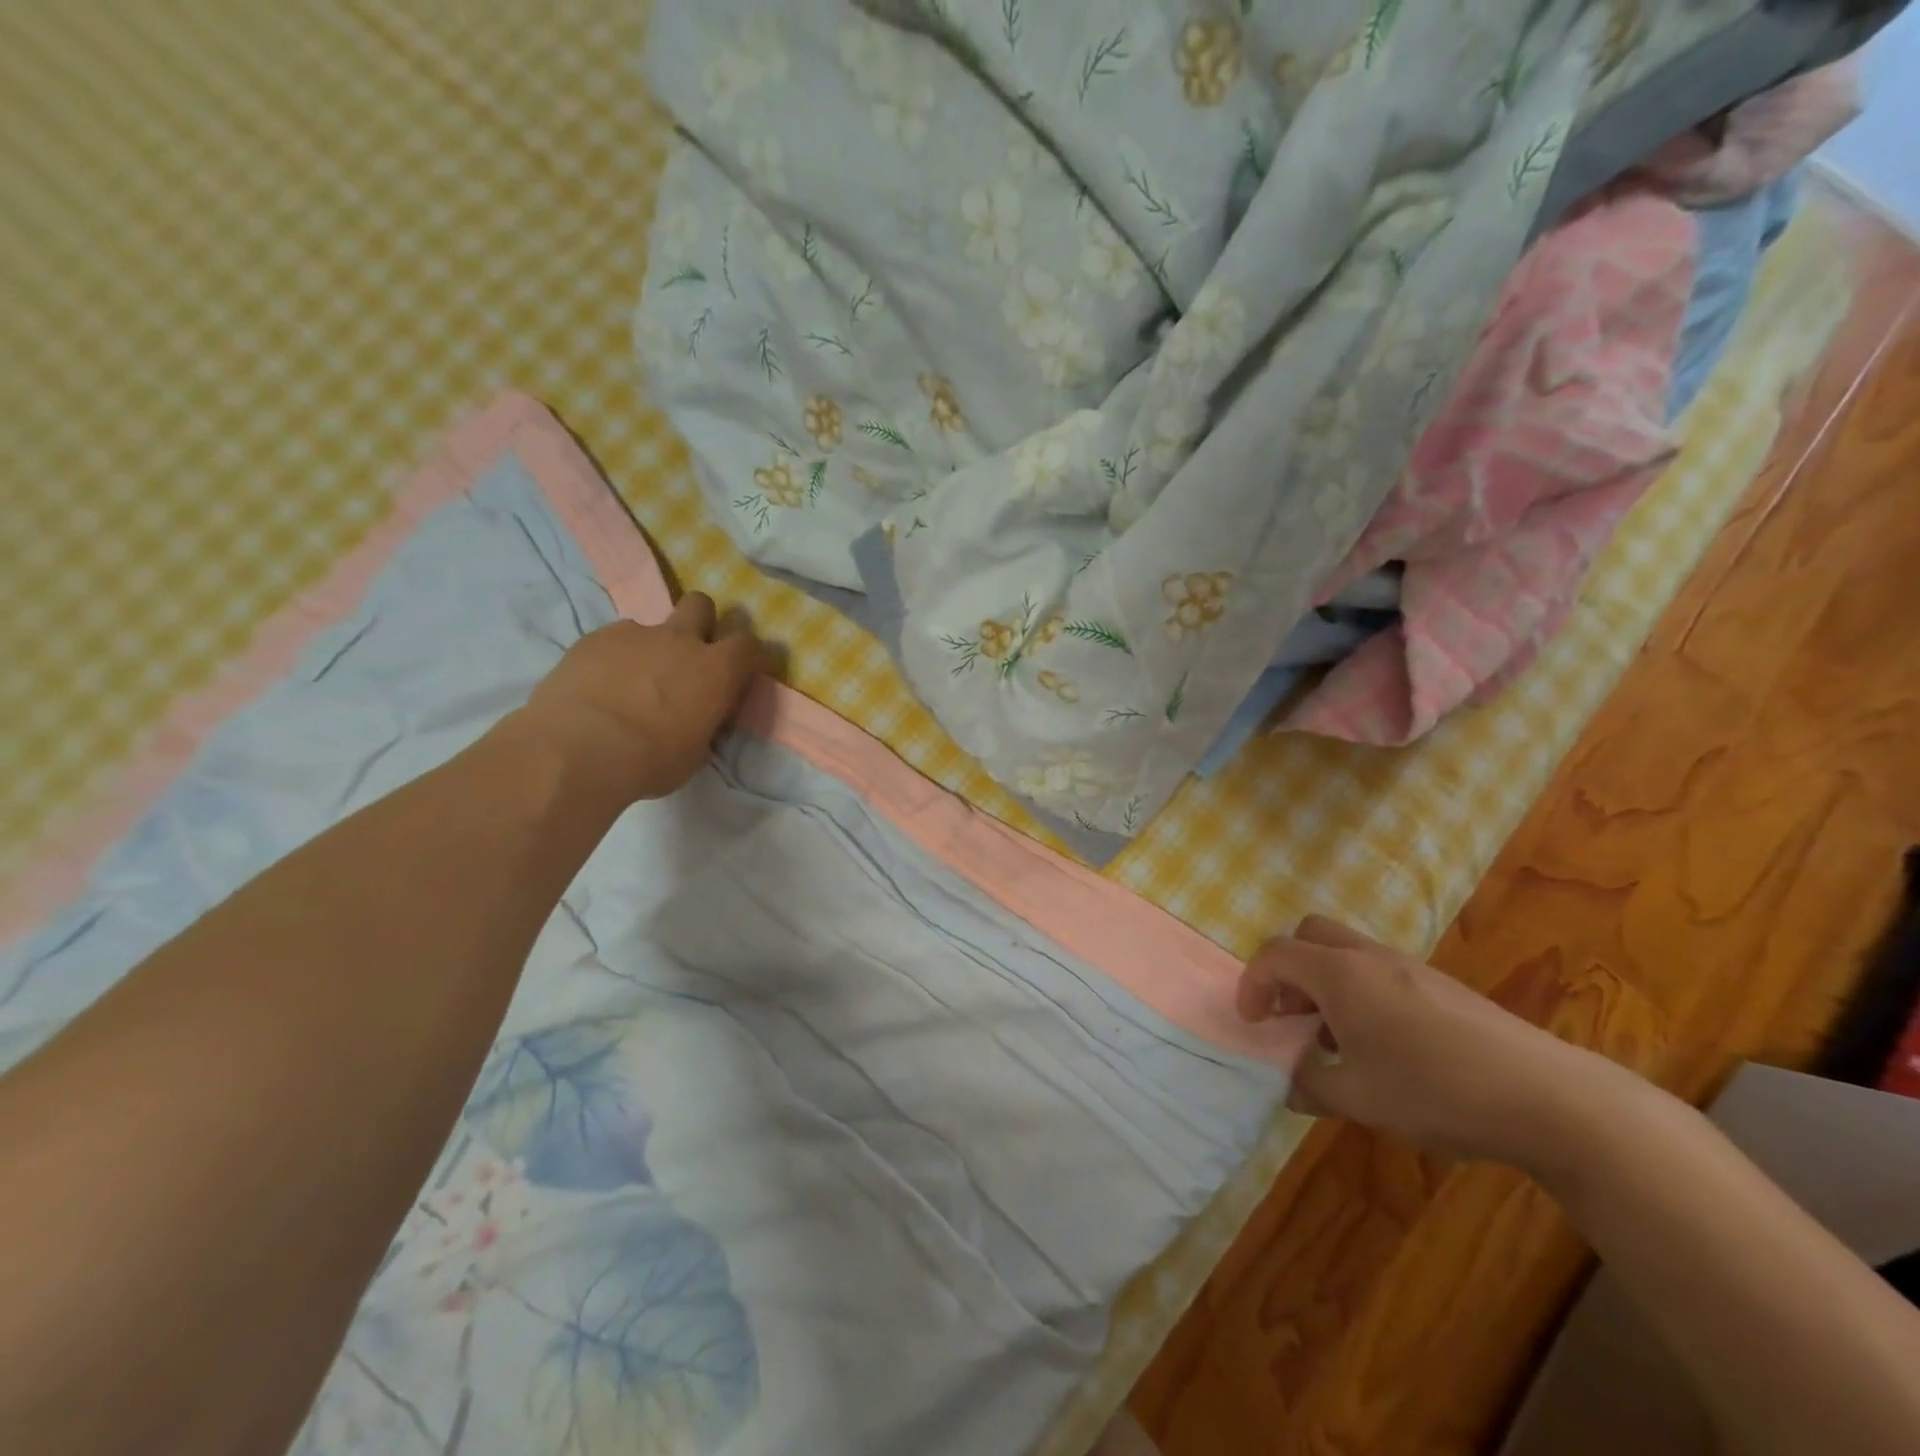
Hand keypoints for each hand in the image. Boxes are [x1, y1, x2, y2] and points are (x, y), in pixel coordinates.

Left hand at [520, 594, 764, 804]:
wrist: (578, 749)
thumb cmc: (650, 761)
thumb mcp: (694, 754)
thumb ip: (703, 727)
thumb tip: (699, 723)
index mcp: (716, 670)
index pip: (750, 644)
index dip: (752, 653)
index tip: (749, 667)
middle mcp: (680, 641)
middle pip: (701, 604)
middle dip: (701, 621)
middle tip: (690, 651)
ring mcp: (635, 634)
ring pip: (651, 625)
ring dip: (650, 646)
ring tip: (633, 680)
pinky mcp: (594, 639)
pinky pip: (613, 640)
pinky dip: (613, 657)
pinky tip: (600, 685)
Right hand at [1235, 916, 1619, 1173]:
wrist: (1549, 1097)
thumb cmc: (1437, 1091)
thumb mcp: (1360, 1099)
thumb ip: (1310, 1086)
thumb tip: (1290, 1083)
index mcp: (1340, 975)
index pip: (1275, 954)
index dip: (1252, 983)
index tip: (1253, 1022)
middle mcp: (1369, 958)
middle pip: (1309, 934)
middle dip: (1288, 969)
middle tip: (1290, 1015)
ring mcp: (1409, 966)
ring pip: (1345, 951)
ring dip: (1324, 981)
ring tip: (1333, 1037)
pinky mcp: (1440, 984)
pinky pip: (1378, 970)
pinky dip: (1358, 991)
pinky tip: (1382, 1044)